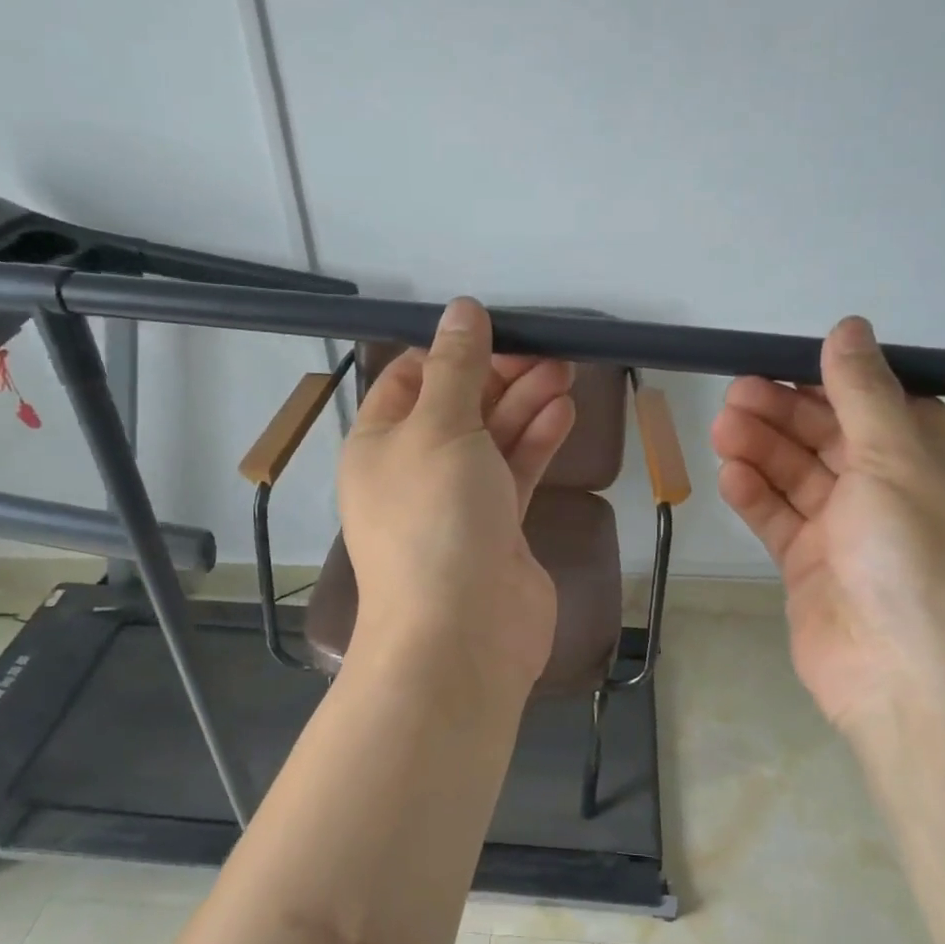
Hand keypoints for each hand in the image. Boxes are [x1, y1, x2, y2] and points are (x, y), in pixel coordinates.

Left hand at [339, 299, 575, 693]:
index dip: (452, 352)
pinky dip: (537, 442)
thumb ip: (457, 367)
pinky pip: (515, 473)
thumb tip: (462, 309)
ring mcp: (457, 503)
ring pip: (492, 439)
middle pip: (458, 407)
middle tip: (548, 352)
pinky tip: (563, 412)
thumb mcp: (439, 427)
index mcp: (379, 443)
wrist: (461, 634)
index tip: (499, 331)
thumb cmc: (435, 519)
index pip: (410, 380)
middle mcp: (414, 471)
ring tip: (565, 372)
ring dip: (525, 404)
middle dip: (500, 375)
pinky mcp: (498, 529)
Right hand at [711, 317, 944, 737]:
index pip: (878, 403)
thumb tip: (848, 328)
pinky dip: (756, 497)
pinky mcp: (813, 569)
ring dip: (763, 451)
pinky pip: (781, 521)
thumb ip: (864, 393)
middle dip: (784, 414)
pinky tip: (730, 476)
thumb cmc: (921, 558)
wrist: (913, 681)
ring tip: (723, 429)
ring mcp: (851, 533)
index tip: (780, 364)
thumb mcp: (900, 459)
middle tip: (734, 395)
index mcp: (935, 460)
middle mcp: (895, 492)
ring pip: (799, 477)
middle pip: (831, 437)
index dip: (830, 382)